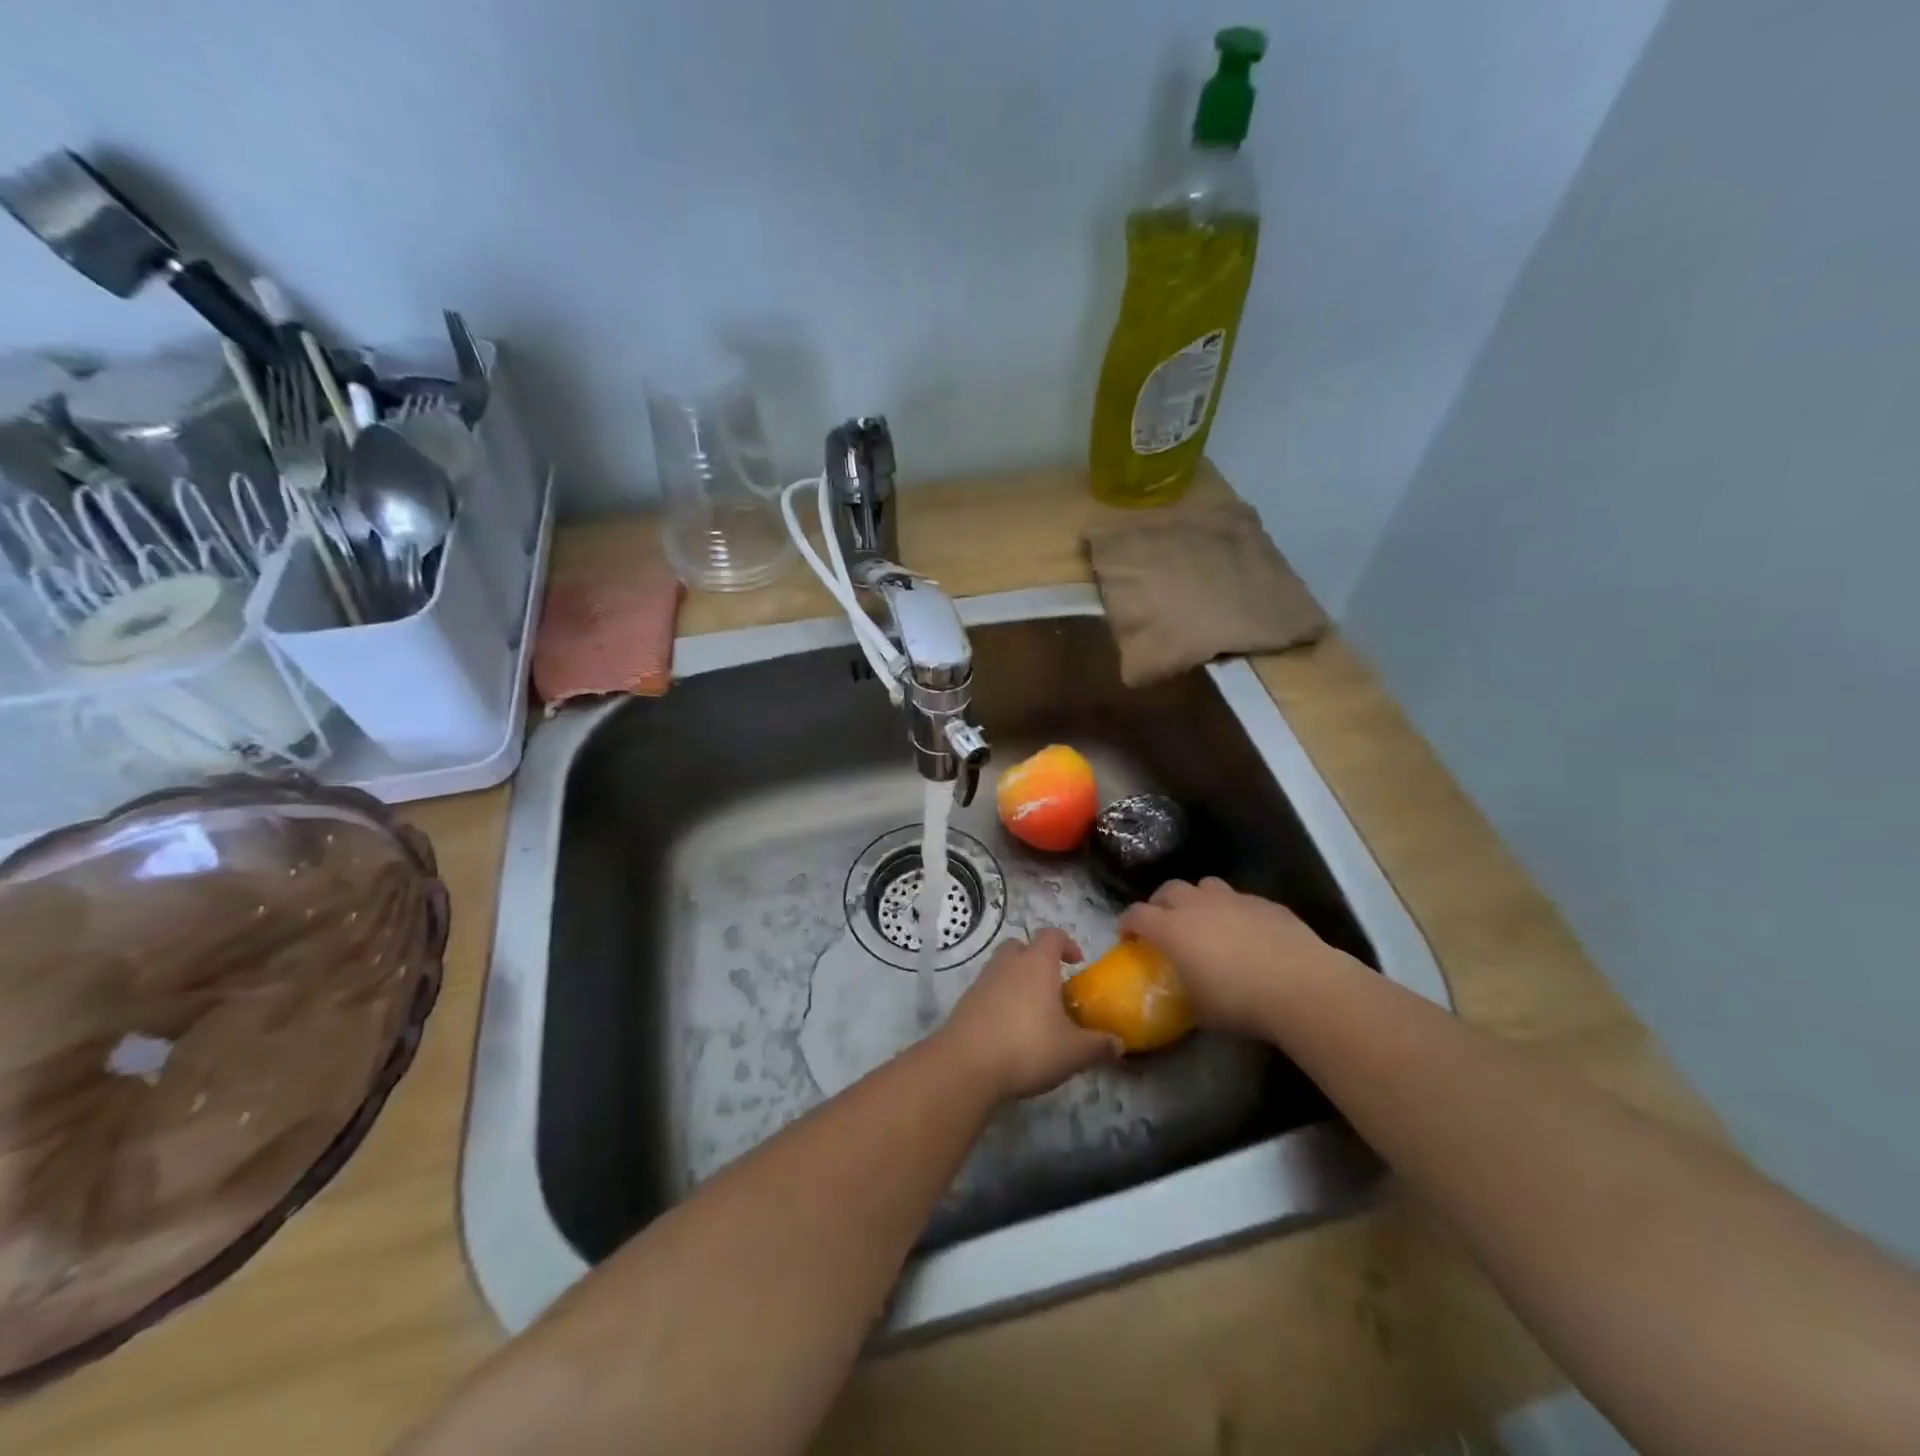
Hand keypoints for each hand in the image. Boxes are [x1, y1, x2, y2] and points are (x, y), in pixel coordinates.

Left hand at [938, 929, 1122, 1100]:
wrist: (966, 1064)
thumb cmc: (1028, 1047)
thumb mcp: (1074, 1052)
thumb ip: (1099, 1045)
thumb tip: (1119, 1043)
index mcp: (1036, 963)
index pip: (1052, 935)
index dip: (1067, 943)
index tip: (1077, 962)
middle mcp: (1008, 963)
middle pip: (1022, 946)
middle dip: (1037, 960)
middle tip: (1053, 987)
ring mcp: (982, 981)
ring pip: (1002, 968)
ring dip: (1017, 982)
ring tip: (1033, 1013)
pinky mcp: (965, 1002)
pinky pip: (988, 991)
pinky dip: (1000, 1001)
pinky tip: (1010, 1030)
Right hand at [1118, 878, 1355, 1037]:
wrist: (1302, 986)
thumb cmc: (1240, 1002)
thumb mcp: (1200, 1009)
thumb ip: (1183, 992)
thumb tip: (1183, 991)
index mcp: (1172, 929)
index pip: (1136, 914)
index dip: (1128, 924)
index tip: (1128, 937)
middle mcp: (1197, 905)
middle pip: (1167, 890)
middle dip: (1160, 904)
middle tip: (1164, 925)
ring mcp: (1234, 900)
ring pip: (1204, 886)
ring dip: (1197, 900)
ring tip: (1204, 921)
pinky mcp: (1265, 903)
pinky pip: (1240, 899)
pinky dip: (1233, 911)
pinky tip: (1246, 933)